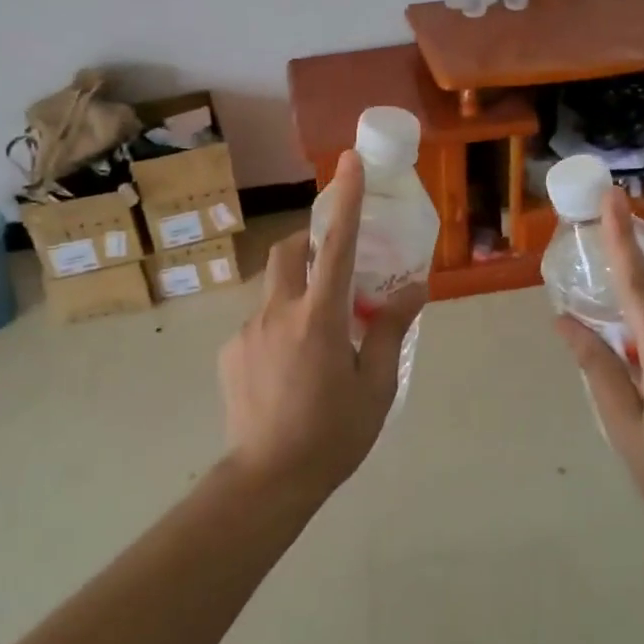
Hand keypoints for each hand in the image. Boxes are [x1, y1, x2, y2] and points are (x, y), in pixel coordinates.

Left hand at [218, 152, 427, 504]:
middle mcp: (277, 312)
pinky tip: (290, 370)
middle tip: (334, 265)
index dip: (345, 199)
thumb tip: (413, 289)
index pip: (335, 244)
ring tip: (316, 336)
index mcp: (319, 316)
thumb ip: (390, 329)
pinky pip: (258, 323)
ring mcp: (247, 331)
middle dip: (309, 240)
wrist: (266, 481)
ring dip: (297, 292)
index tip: (349, 162)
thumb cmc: (332, 434)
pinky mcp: (230, 353)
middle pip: (288, 251)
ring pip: (273, 289)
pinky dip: (279, 327)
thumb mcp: (376, 385)